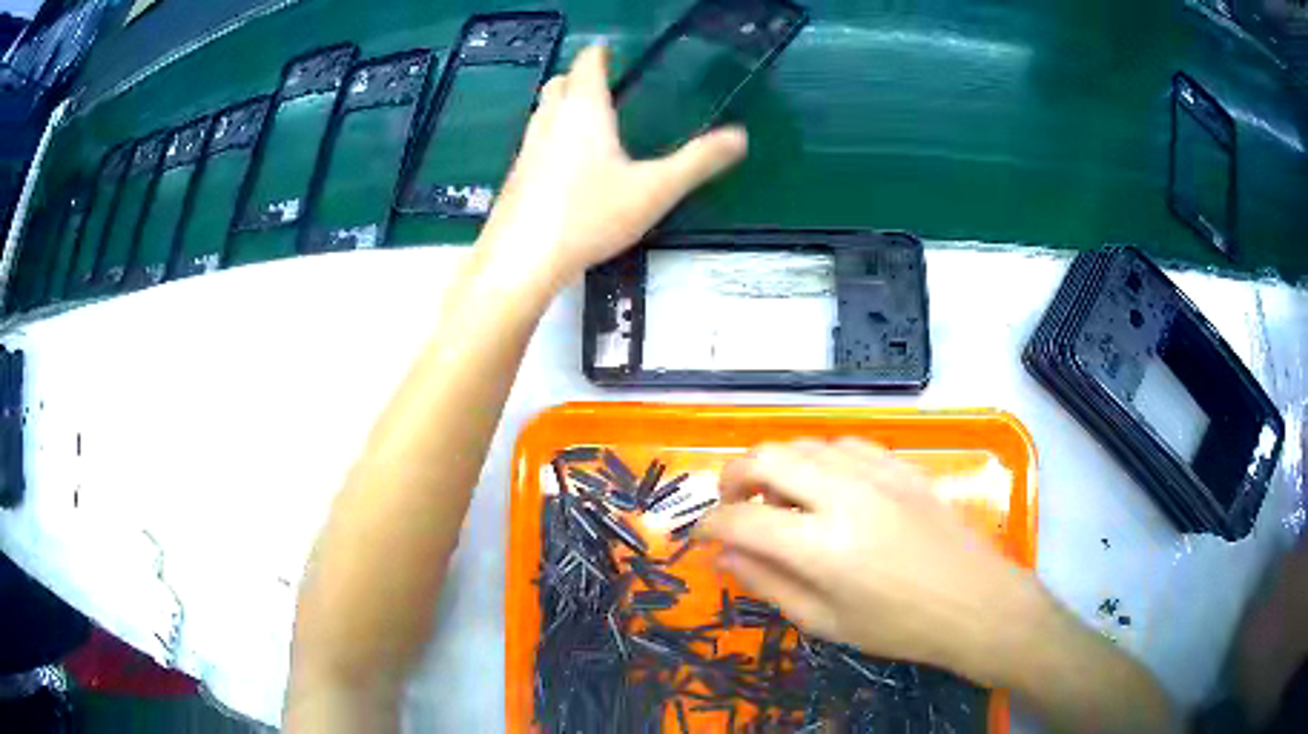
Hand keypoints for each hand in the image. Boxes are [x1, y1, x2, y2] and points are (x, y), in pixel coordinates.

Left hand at [478, 43, 747, 287]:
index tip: (612, 54)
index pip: (588, 63)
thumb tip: (740, 137)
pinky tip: (567, 168)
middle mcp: (550, 119)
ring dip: (563, 108)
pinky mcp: (514, 176)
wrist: (522, 259)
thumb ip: (698, 161)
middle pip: (560, 82)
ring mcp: (527, 147)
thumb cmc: (589, 216)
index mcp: (584, 110)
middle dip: (579, 78)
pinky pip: (535, 142)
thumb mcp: (654, 190)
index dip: (601, 54)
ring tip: (590, 125)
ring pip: (543, 112)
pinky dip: (552, 139)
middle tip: (604, 88)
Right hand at [699, 439, 1032, 680]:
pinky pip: (844, 443)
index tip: (700, 537)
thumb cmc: (898, 626)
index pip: (741, 519)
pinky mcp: (900, 465)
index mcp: (821, 547)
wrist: (974, 602)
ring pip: (803, 443)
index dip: (709, 526)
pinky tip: (827, 485)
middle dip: (733, 478)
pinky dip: (820, 459)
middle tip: (733, 507)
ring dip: (777, 466)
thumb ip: (768, 585)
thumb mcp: (825, 621)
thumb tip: (725, 558)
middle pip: (765, 458)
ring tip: (781, 500)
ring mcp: (876, 472)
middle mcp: (843, 496)